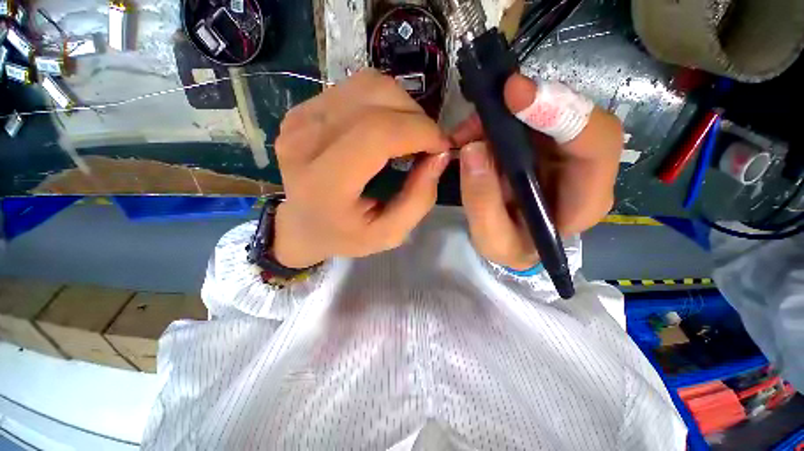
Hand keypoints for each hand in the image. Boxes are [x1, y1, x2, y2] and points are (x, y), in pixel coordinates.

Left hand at [272, 69, 450, 268]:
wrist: (300, 226)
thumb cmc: (345, 236)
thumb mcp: (390, 234)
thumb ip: (419, 199)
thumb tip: (440, 155)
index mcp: (325, 182)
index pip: (377, 134)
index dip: (420, 131)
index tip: (441, 146)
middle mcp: (305, 140)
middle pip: (375, 98)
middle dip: (416, 117)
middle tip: (427, 143)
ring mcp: (300, 119)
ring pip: (368, 85)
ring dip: (401, 106)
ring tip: (408, 135)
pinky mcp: (302, 110)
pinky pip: (355, 89)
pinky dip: (382, 103)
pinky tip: (385, 129)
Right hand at [451, 74, 622, 269]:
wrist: (512, 240)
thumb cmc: (511, 246)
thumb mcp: (493, 240)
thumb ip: (482, 202)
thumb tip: (473, 149)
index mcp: (585, 201)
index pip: (596, 145)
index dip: (561, 112)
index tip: (515, 96)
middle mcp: (586, 170)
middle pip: (575, 116)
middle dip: (527, 106)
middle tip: (483, 108)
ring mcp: (567, 152)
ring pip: (550, 110)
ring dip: (506, 112)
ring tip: (468, 129)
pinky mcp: (546, 144)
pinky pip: (528, 117)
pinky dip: (499, 117)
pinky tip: (475, 129)